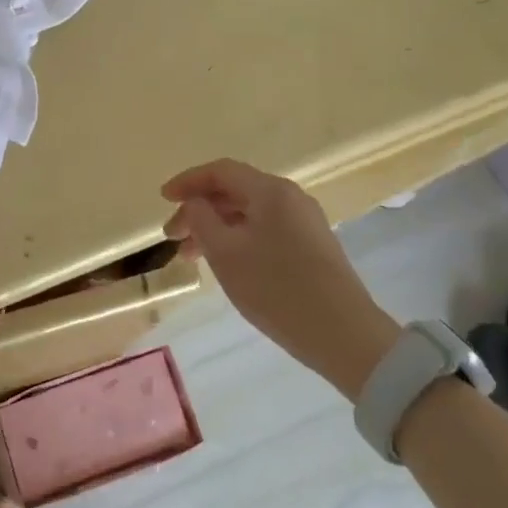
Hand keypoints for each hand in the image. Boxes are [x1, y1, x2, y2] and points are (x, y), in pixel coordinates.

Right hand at [162, 159, 396, 388]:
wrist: (344, 335)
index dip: (188, 181)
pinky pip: (264, 230)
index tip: (163, 199)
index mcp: (270, 191)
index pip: (221, 171)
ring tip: (191, 257)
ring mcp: (305, 222)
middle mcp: (290, 197)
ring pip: (249, 214)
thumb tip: (194, 203)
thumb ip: (201, 219)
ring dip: (216, 229)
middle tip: (173, 238)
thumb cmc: (276, 288)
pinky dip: (237, 240)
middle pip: (235, 191)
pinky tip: (225, 264)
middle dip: (199, 210)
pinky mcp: (312, 247)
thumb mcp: (225, 253)